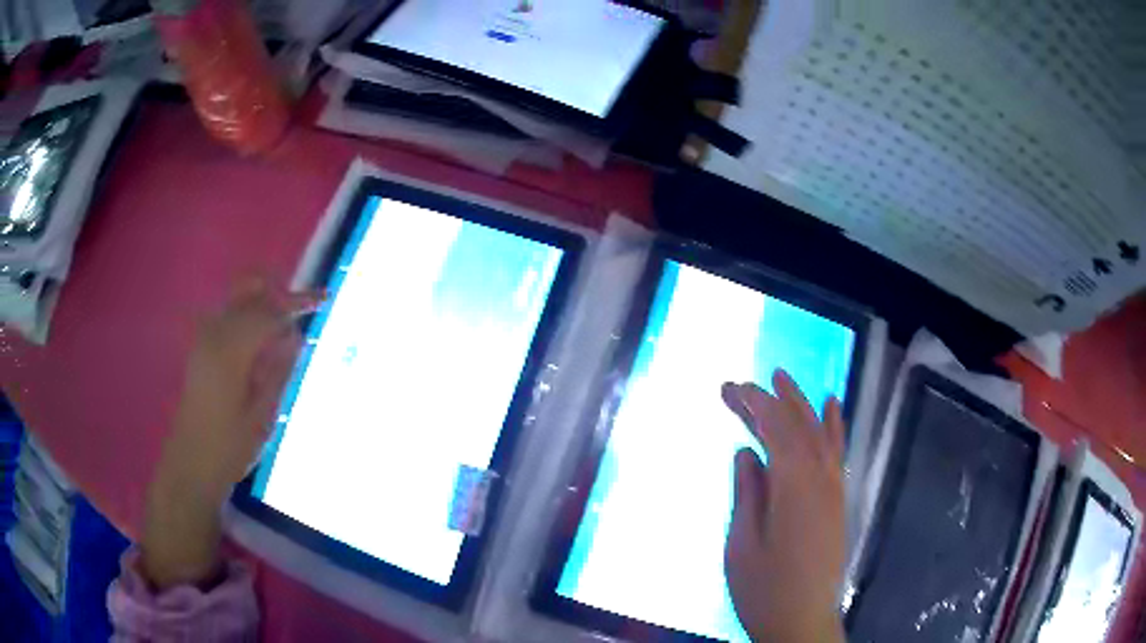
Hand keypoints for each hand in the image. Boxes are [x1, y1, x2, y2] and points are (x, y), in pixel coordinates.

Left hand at [141, 276, 319, 589]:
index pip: (269, 310)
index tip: (323, 299)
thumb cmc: (229, 447)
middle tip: (302, 311)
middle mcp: (215, 334)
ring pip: (237, 301)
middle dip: (277, 292)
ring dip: (263, 304)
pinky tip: (262, 345)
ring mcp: (204, 340)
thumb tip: (294, 335)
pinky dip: (249, 318)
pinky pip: (229, 318)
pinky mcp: (201, 350)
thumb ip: (278, 370)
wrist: (191, 464)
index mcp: (231, 349)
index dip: (297, 302)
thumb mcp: (262, 414)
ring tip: (286, 329)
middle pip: (248, 291)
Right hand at [722, 370, 846, 642]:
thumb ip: (748, 494)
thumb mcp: (742, 545)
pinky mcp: (838, 502)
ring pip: (820, 433)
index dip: (753, 404)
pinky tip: (832, 406)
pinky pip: (836, 452)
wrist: (804, 621)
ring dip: (801, 403)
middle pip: (797, 425)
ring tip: (783, 377)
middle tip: (742, 383)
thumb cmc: (764, 590)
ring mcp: (833, 489)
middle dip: (771, 399)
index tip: (728, 388)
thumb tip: (747, 452)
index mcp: (793, 487)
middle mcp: (820, 479)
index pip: (775, 429)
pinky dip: (834, 425)